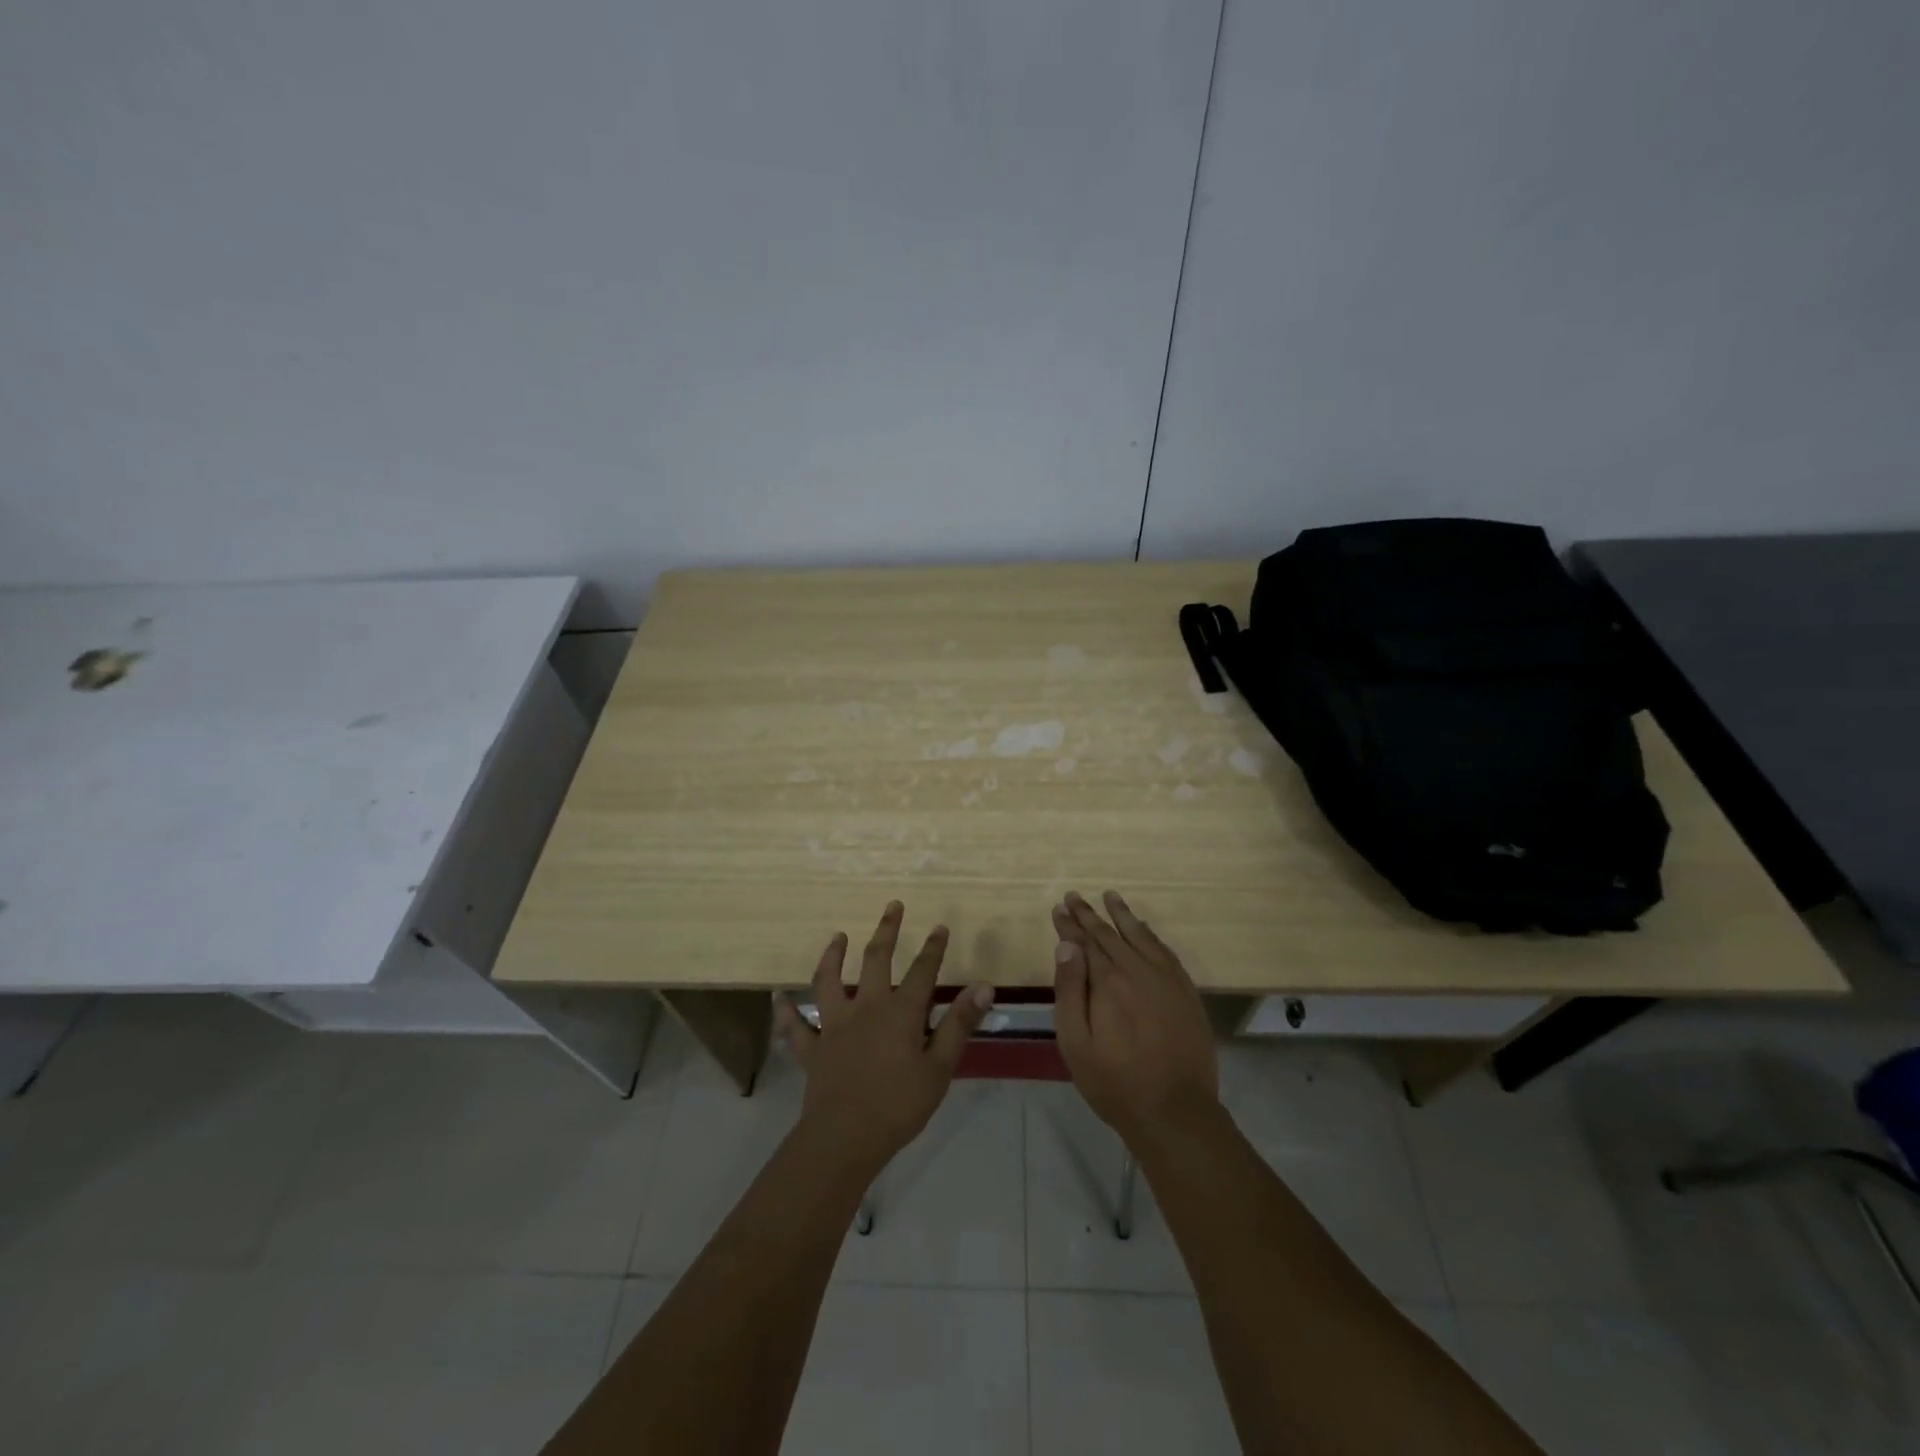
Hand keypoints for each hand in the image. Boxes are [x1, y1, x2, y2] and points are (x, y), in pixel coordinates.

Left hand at [774, 901, 994, 1171]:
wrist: (846, 1136)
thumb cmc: (900, 1104)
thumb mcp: (940, 1067)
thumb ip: (959, 1023)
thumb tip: (984, 985)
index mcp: (901, 1012)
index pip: (922, 971)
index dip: (933, 948)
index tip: (939, 926)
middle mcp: (866, 1007)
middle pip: (876, 960)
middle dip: (887, 931)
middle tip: (892, 906)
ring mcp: (834, 1025)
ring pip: (829, 981)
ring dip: (833, 956)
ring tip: (837, 936)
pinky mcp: (812, 1048)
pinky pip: (795, 1026)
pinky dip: (786, 1011)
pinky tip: (779, 998)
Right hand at [1053, 890, 1218, 1145]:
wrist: (1176, 1112)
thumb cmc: (1115, 1083)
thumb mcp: (1076, 1043)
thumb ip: (1070, 990)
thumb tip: (1067, 945)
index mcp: (1108, 982)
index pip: (1085, 942)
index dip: (1070, 924)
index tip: (1059, 907)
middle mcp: (1138, 970)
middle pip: (1110, 934)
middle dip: (1089, 914)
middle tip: (1074, 896)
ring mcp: (1167, 979)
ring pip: (1140, 936)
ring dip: (1122, 915)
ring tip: (1110, 896)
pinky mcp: (1186, 992)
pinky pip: (1165, 951)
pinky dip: (1150, 935)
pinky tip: (1143, 929)